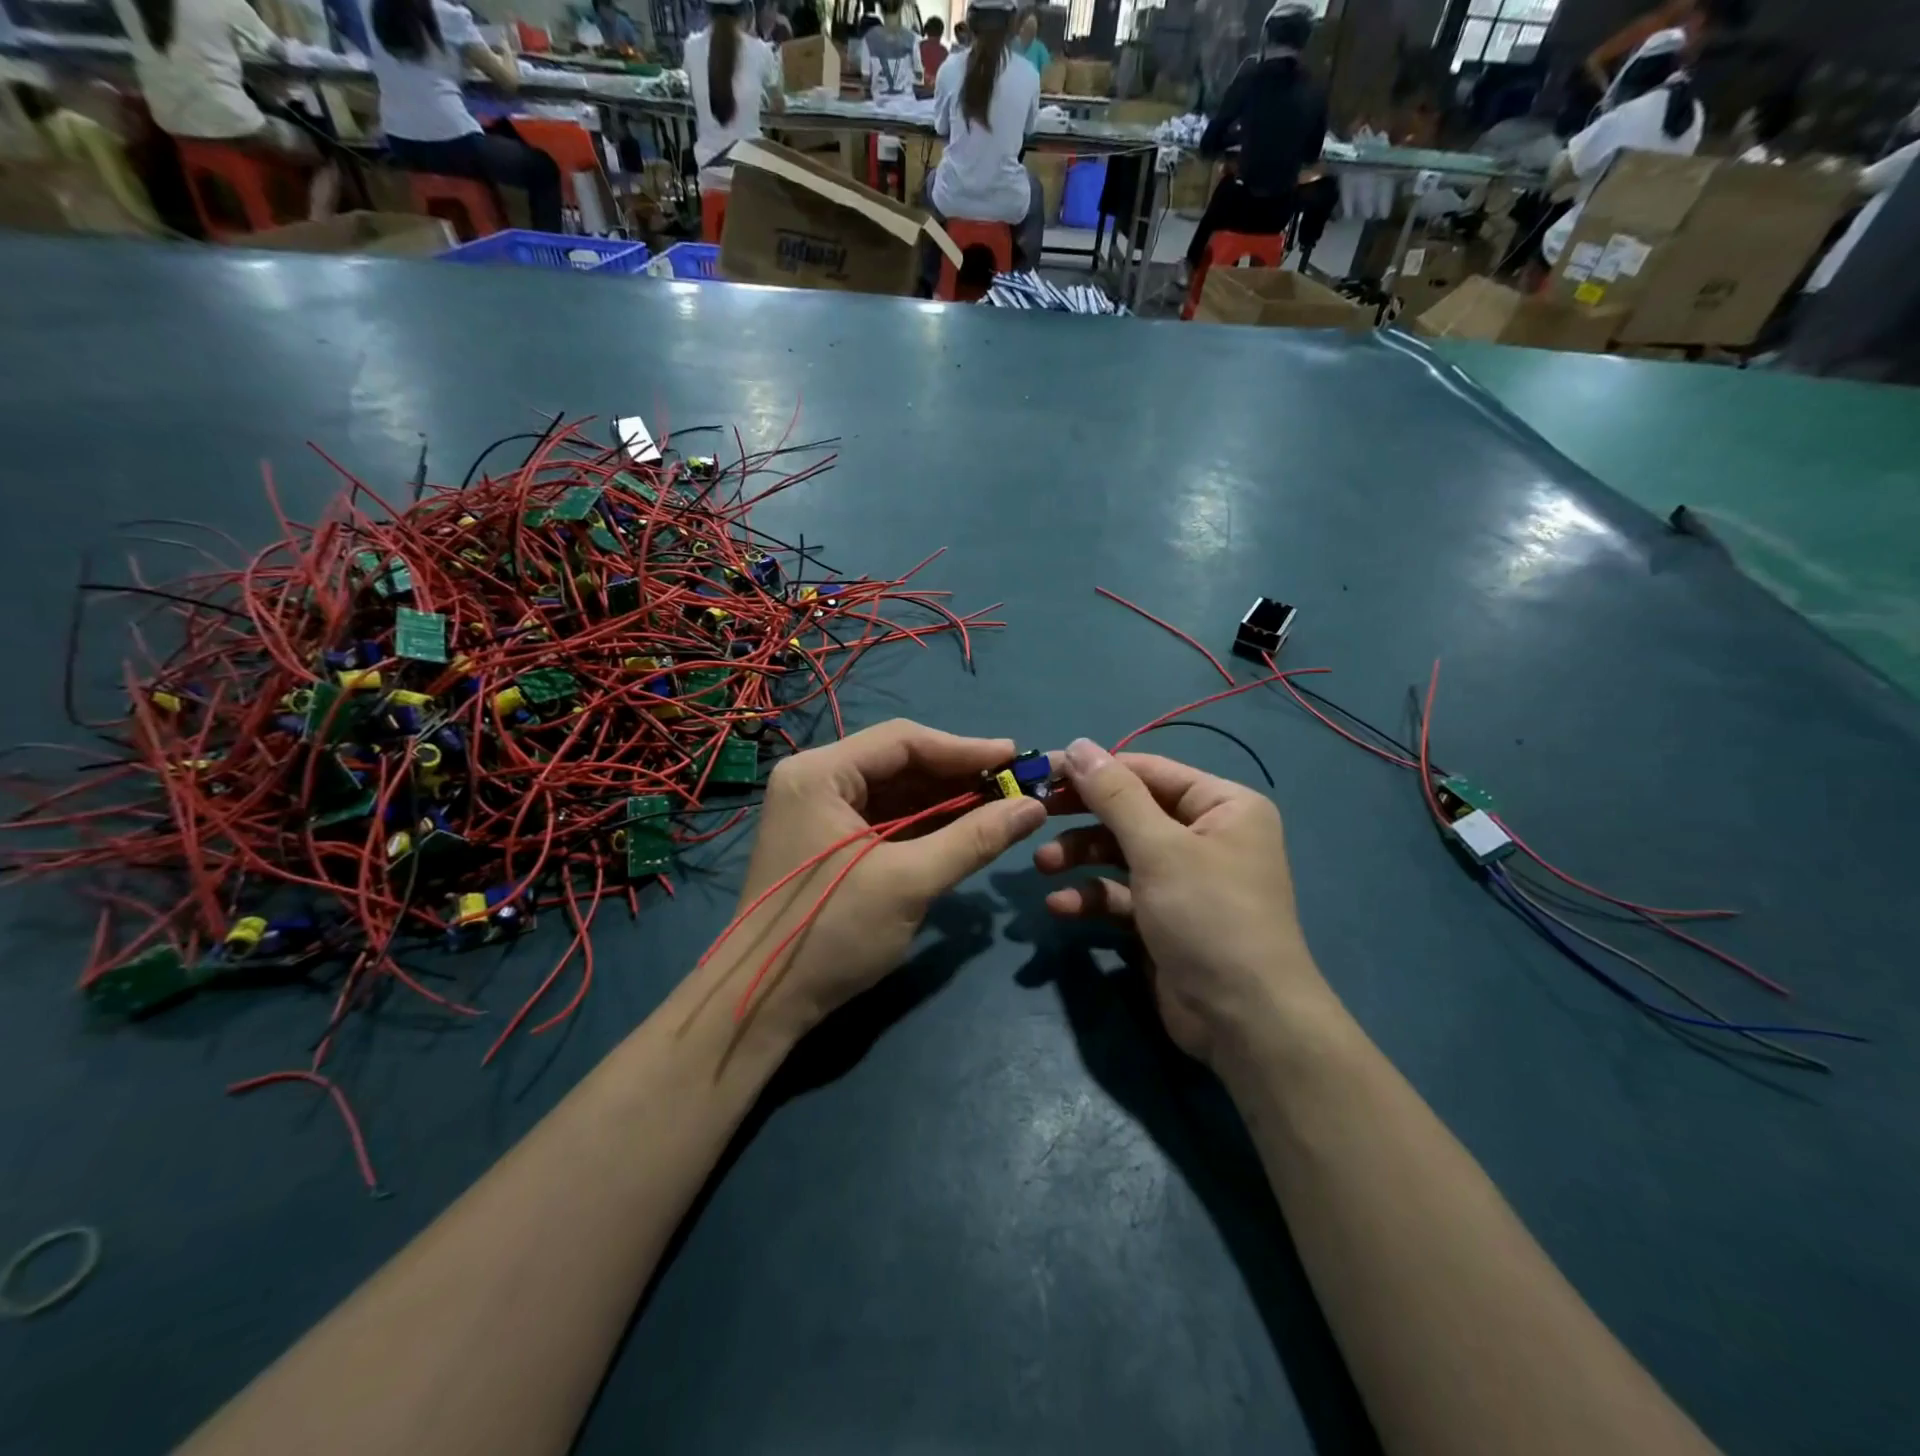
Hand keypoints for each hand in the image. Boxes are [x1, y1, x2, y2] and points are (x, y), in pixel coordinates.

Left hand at [713, 720, 1045, 1042]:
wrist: (761, 1004)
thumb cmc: (830, 934)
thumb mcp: (908, 883)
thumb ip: (973, 839)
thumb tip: (1035, 808)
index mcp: (820, 774)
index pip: (903, 741)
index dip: (964, 748)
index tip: (1015, 758)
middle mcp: (815, 780)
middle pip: (899, 763)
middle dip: (957, 775)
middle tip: (1014, 785)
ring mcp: (819, 811)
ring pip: (895, 791)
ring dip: (945, 799)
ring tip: (1000, 804)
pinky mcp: (828, 841)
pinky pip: (885, 818)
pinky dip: (925, 823)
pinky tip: (964, 827)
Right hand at [1035, 739, 1334, 1068]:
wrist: (1243, 1021)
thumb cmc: (1208, 915)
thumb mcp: (1159, 848)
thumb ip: (1114, 795)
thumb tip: (1079, 744)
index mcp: (1223, 806)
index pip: (1149, 771)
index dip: (1097, 770)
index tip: (1046, 771)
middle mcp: (1206, 836)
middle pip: (1131, 812)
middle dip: (1083, 817)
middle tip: (1034, 813)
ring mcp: (1184, 879)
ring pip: (1120, 853)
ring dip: (1080, 858)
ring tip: (1043, 867)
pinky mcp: (1164, 917)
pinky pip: (1121, 894)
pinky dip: (1091, 896)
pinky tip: (1060, 906)